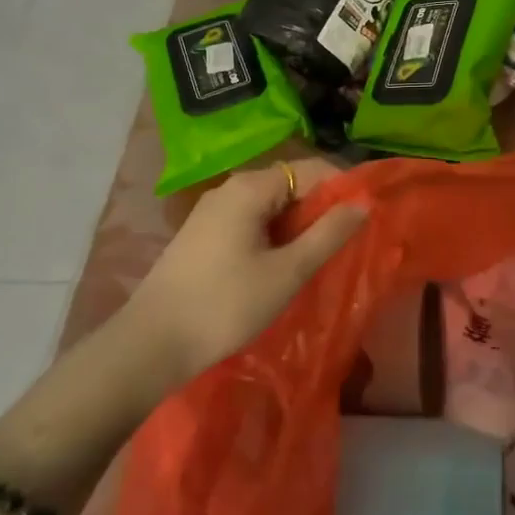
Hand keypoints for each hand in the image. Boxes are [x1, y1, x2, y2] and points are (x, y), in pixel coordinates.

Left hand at [115, 158, 367, 388]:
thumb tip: (363, 203)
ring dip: (298, 225)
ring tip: (319, 256)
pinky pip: (250, 221)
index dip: (343, 187)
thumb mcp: (288, 272)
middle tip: (346, 241)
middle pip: (290, 184)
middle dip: (321, 208)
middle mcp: (230, 188)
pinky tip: (281, 265)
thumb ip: (329, 234)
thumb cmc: (225, 305)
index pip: (311, 169)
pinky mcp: (201, 235)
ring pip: (270, 206)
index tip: (366, 215)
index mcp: (251, 187)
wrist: (149, 346)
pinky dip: (274, 235)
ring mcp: (211, 211)